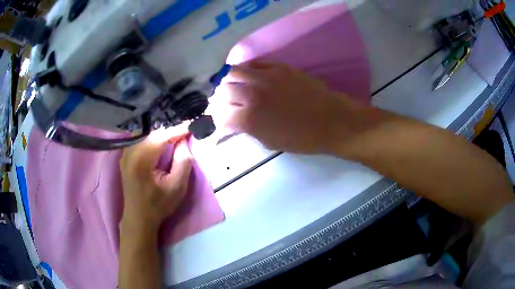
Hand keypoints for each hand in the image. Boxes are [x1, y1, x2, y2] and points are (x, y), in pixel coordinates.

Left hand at [119, 125, 192, 234]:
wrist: (138, 217)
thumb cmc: (158, 204)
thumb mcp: (177, 187)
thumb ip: (183, 161)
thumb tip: (183, 141)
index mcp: (142, 159)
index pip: (162, 136)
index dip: (179, 129)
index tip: (193, 125)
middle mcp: (130, 151)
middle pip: (153, 132)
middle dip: (170, 130)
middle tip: (186, 132)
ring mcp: (125, 153)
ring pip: (146, 134)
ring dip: (161, 133)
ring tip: (175, 136)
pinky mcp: (125, 156)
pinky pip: (140, 140)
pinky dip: (152, 138)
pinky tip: (161, 143)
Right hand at [210, 62, 363, 153]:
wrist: (331, 121)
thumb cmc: (302, 138)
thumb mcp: (269, 142)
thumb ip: (247, 129)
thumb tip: (232, 121)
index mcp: (249, 119)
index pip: (220, 115)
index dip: (218, 119)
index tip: (221, 120)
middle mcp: (252, 94)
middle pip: (223, 91)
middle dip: (220, 99)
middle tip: (226, 103)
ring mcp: (265, 76)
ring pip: (234, 71)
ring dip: (229, 81)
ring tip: (234, 86)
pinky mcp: (279, 67)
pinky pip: (254, 62)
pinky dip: (247, 69)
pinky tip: (249, 75)